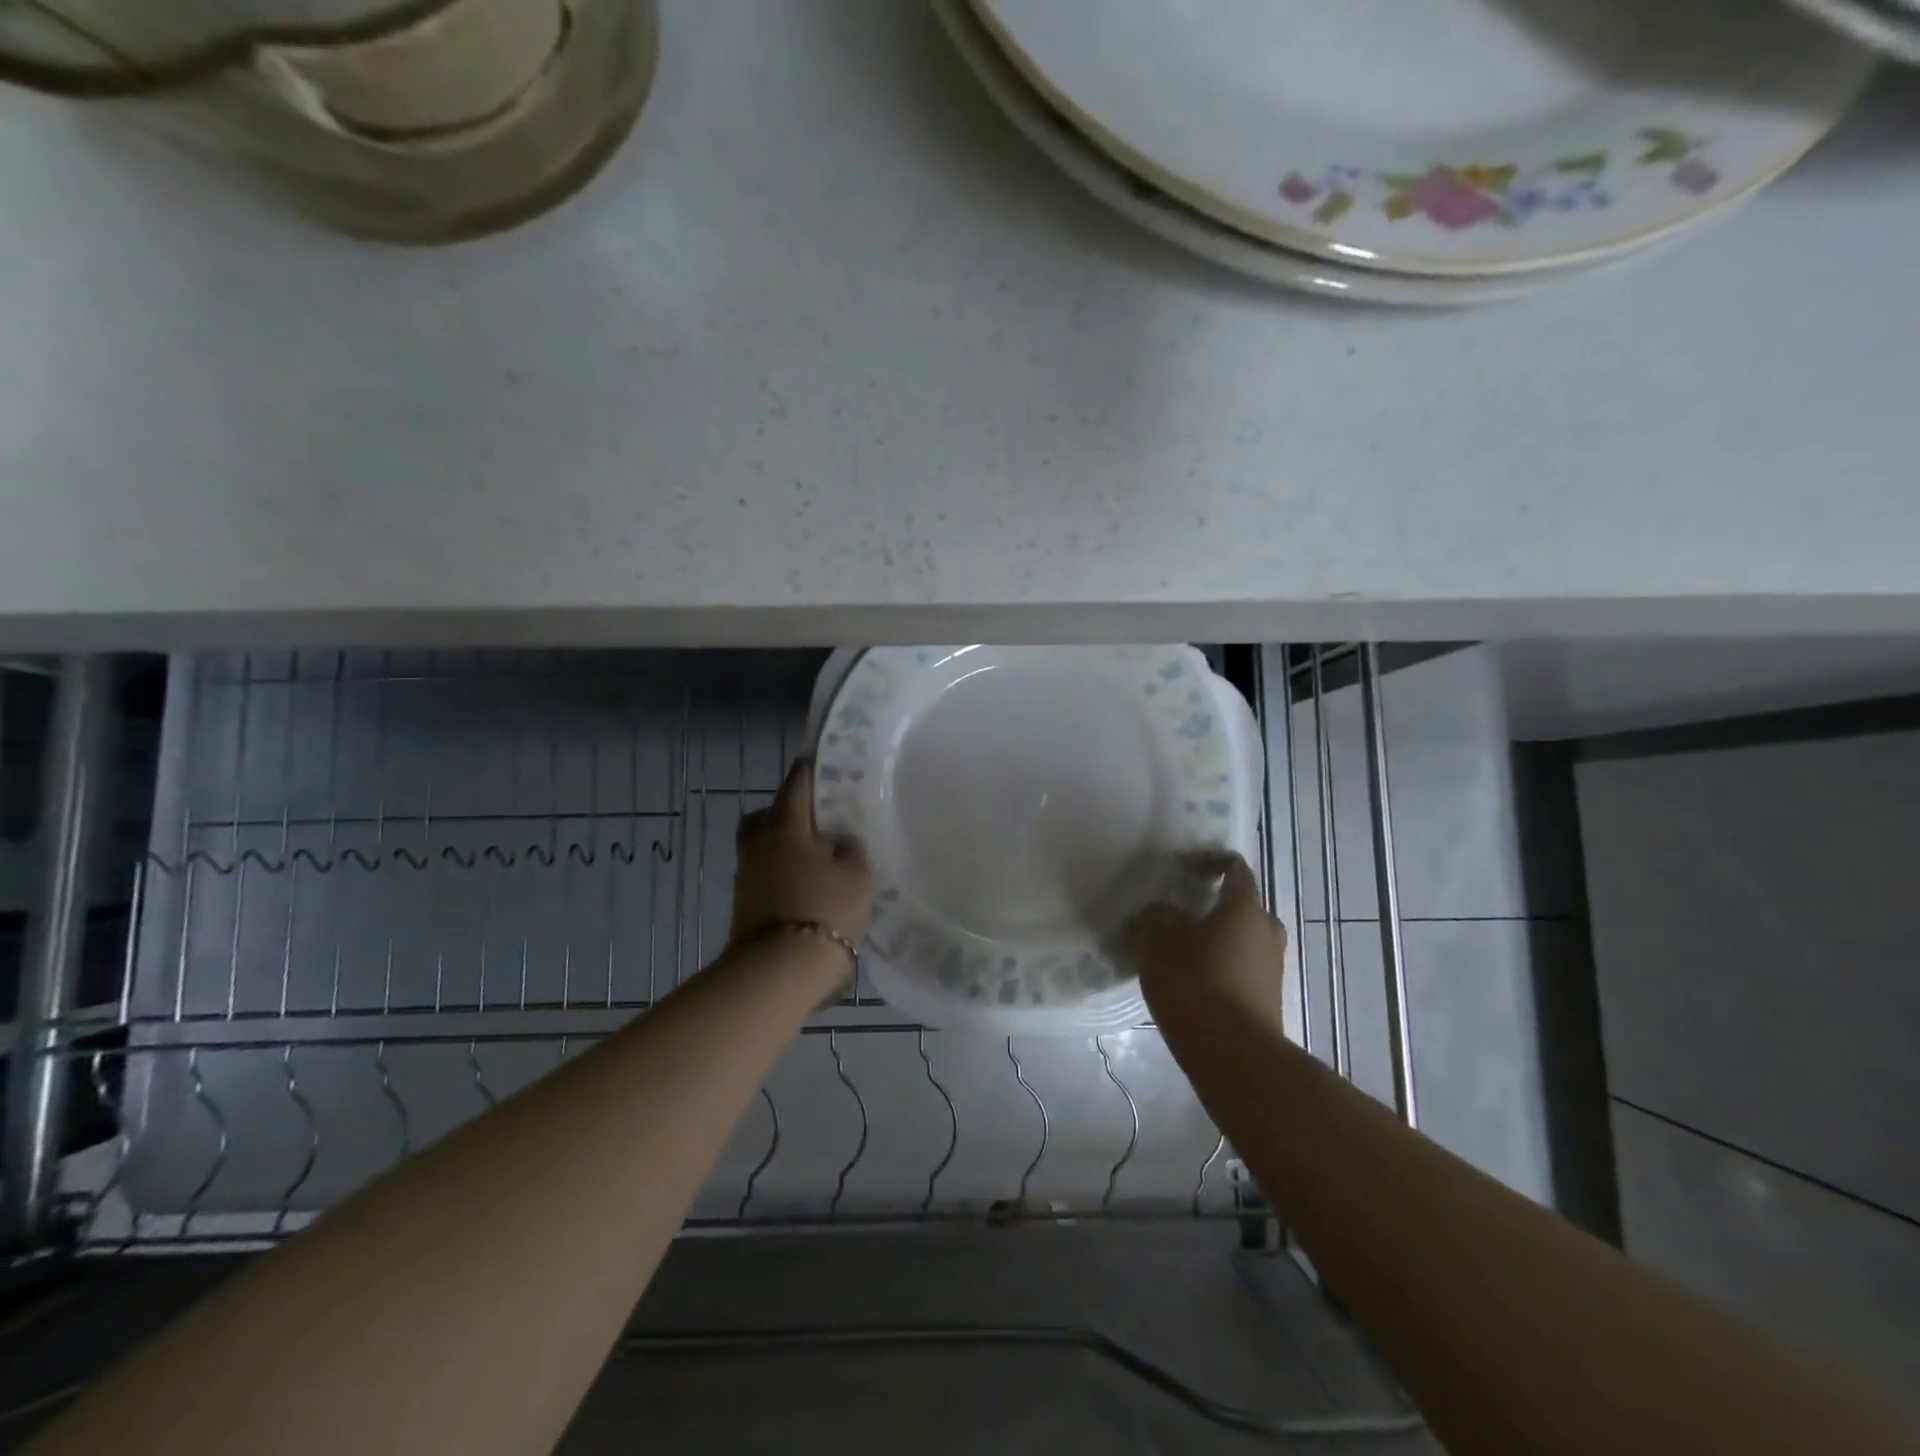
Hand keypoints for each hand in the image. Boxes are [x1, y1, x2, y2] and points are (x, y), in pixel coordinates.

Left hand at [730, 759, 874, 949]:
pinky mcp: (744, 904)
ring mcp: (746, 875)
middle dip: (789, 811)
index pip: (797, 782)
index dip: (812, 768)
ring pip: (764, 846)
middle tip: (818, 820)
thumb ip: (851, 848)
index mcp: (786, 824)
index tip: (826, 761)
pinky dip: (783, 873)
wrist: (781, 970)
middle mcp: (759, 842)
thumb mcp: (857, 874)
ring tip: (819, 858)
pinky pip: (765, 874)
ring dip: (786, 846)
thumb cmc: (825, 909)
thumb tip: (840, 841)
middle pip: (768, 814)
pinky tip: (808, 885)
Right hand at [1126, 852, 1287, 1030]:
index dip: (1208, 861)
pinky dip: (1221, 965)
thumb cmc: (1196, 986)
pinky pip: (1242, 967)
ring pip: (1242, 938)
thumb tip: (1163, 912)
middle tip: (1179, 914)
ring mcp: (1272, 967)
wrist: (1236, 1058)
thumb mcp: (1159, 944)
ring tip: (1179, 951)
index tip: (1183, 868)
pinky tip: (1192, 981)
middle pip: (1241, 905)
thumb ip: (1157, 917)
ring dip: (1215, 938)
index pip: (1234, 867)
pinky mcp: (1268, 998)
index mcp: (1244, 907)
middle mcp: (1266, 930)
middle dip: (1212, 906)